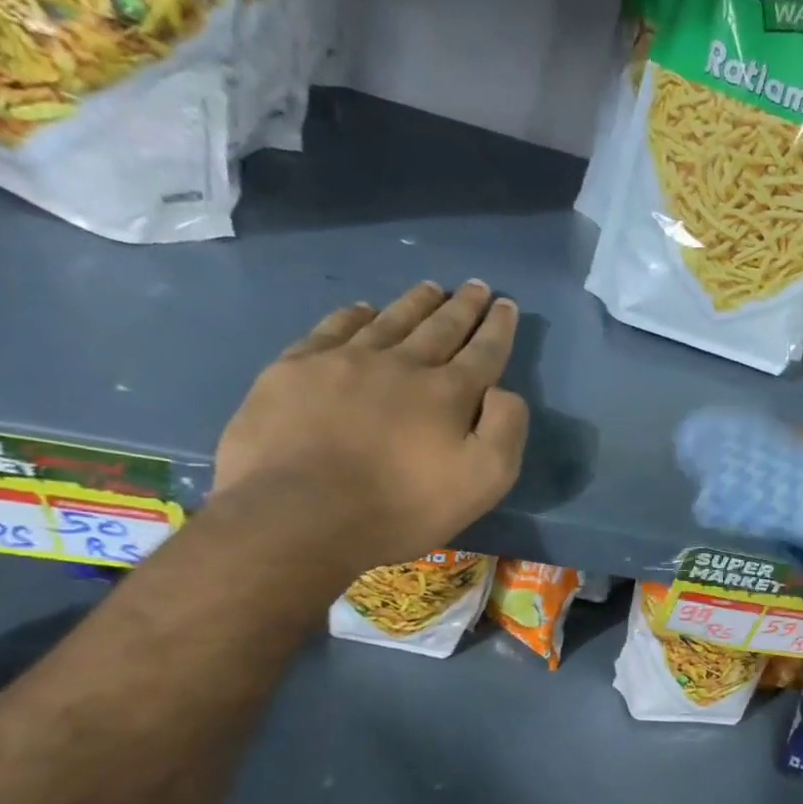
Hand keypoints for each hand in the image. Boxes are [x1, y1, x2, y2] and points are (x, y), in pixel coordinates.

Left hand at [214, 281, 527, 575]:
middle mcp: (401, 364)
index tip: (506, 304)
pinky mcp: (295, 369)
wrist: (298, 517)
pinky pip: (333, 329)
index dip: (498, 328)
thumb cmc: (400, 508)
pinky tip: (363, 310)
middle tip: (476, 286)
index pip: (483, 351)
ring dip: (415, 303)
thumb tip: (502, 390)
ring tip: (430, 287)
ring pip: (390, 320)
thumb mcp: (482, 483)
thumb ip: (506, 430)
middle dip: (463, 306)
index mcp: (448, 392)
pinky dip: (354, 316)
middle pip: (440, 327)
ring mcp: (344, 361)